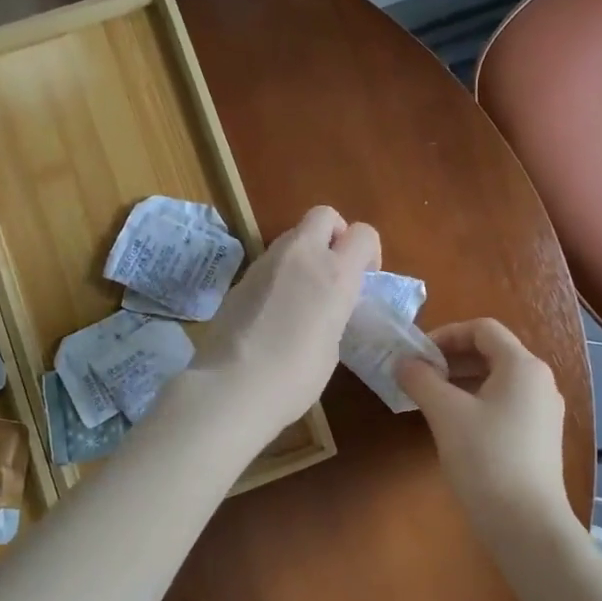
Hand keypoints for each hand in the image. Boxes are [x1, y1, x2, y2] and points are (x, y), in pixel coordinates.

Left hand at [189, 206, 379, 439]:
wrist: (233, 385)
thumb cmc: (296, 375)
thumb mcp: (332, 343)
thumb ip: (333, 311)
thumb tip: (324, 306)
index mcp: (335, 273)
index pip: (363, 233)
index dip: (368, 251)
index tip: (365, 276)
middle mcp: (302, 256)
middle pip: (324, 215)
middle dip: (334, 233)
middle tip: (333, 268)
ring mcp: (266, 262)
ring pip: (293, 237)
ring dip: (304, 253)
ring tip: (302, 294)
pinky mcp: (241, 277)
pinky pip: (270, 262)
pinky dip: (279, 274)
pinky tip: (274, 310)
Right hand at [398, 319, 570, 541]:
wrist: (527, 524)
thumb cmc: (486, 458)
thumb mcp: (445, 413)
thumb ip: (421, 379)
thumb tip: (403, 362)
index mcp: (523, 366)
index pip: (483, 329)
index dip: (446, 334)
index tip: (417, 354)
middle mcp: (539, 382)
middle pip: (492, 352)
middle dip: (451, 358)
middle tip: (418, 375)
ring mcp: (543, 411)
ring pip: (497, 380)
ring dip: (461, 381)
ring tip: (429, 399)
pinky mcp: (539, 438)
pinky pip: (504, 404)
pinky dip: (476, 402)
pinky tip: (453, 425)